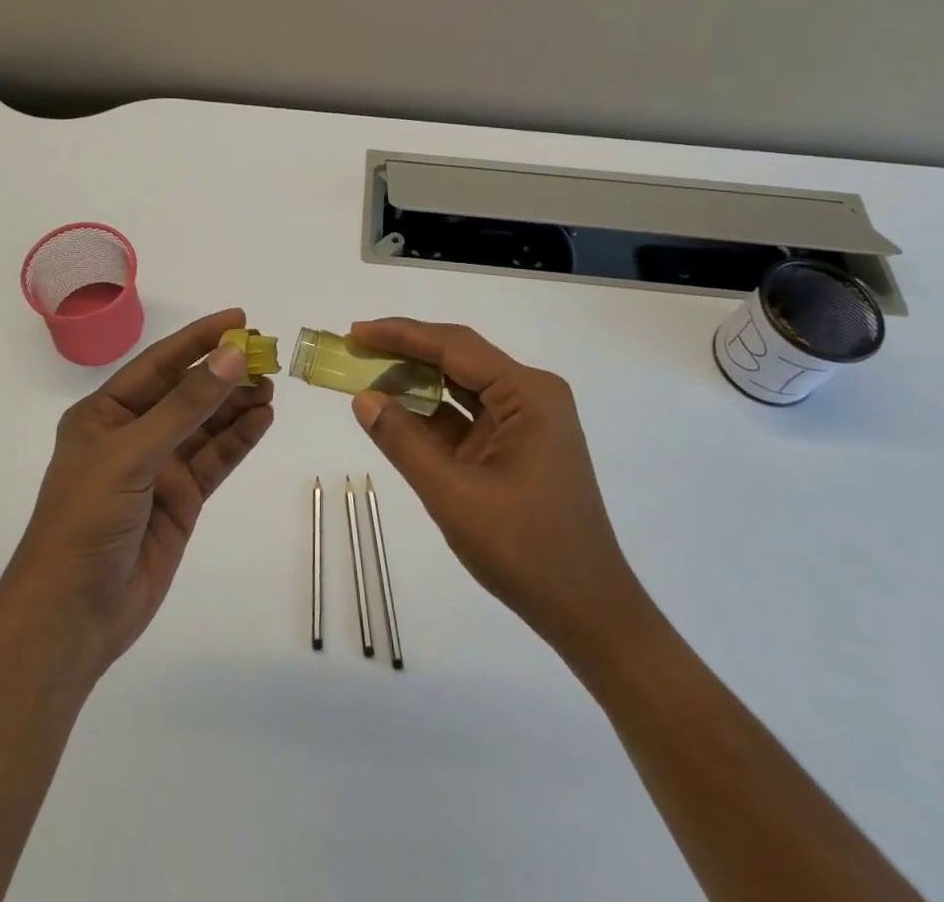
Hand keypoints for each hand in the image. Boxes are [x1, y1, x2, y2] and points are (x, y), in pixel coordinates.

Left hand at [0, 308, 273, 681]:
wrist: (73, 614)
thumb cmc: (86, 520)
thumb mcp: (132, 454)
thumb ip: (185, 406)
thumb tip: (230, 356)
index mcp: (105, 413)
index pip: (159, 363)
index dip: (198, 339)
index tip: (238, 319)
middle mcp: (133, 434)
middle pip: (187, 393)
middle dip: (224, 374)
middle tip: (267, 356)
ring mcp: (158, 468)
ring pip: (205, 425)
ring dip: (236, 404)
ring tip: (271, 386)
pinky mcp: (180, 499)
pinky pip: (215, 460)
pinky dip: (239, 439)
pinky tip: (263, 419)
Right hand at [348, 318, 638, 648]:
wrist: (587, 612)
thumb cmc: (527, 550)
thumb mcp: (454, 495)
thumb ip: (404, 442)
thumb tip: (363, 398)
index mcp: (528, 394)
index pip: (455, 346)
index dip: (401, 334)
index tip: (356, 332)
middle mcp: (531, 395)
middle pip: (459, 358)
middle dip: (406, 352)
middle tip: (355, 348)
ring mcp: (526, 421)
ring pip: (461, 385)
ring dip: (416, 381)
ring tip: (367, 373)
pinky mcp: (517, 445)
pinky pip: (467, 416)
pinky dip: (431, 414)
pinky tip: (396, 412)